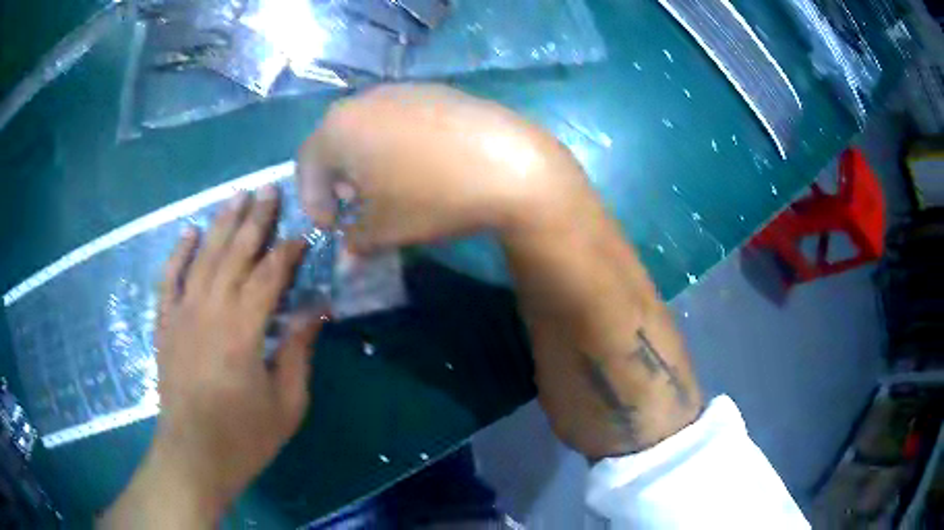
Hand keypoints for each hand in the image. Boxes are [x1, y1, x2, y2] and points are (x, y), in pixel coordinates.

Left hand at [103, 186, 323, 526]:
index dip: (288, 251)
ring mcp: (182, 314)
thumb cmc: (245, 437)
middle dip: (255, 220)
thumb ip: (298, 350)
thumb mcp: (287, 403)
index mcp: (243, 331)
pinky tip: (189, 231)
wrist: (193, 457)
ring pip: (203, 257)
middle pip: (235, 254)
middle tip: (269, 190)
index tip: (304, 233)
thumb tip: (316, 308)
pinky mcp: (165, 324)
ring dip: (221, 224)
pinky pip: (170, 279)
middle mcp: (210, 311)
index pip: (269, 275)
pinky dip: (179, 252)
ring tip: (237, 196)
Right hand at [297, 83, 589, 250]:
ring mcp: (401, 90)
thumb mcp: (385, 229)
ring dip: (365, 159)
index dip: (313, 199)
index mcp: (338, 129)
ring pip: (367, 126)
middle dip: (337, 178)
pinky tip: (420, 164)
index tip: (330, 227)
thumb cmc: (431, 197)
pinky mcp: (434, 90)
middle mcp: (364, 100)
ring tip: (386, 187)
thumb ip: (355, 239)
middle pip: (335, 140)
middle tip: (353, 206)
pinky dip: (395, 142)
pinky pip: (398, 118)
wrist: (508, 163)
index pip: (307, 164)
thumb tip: (349, 250)